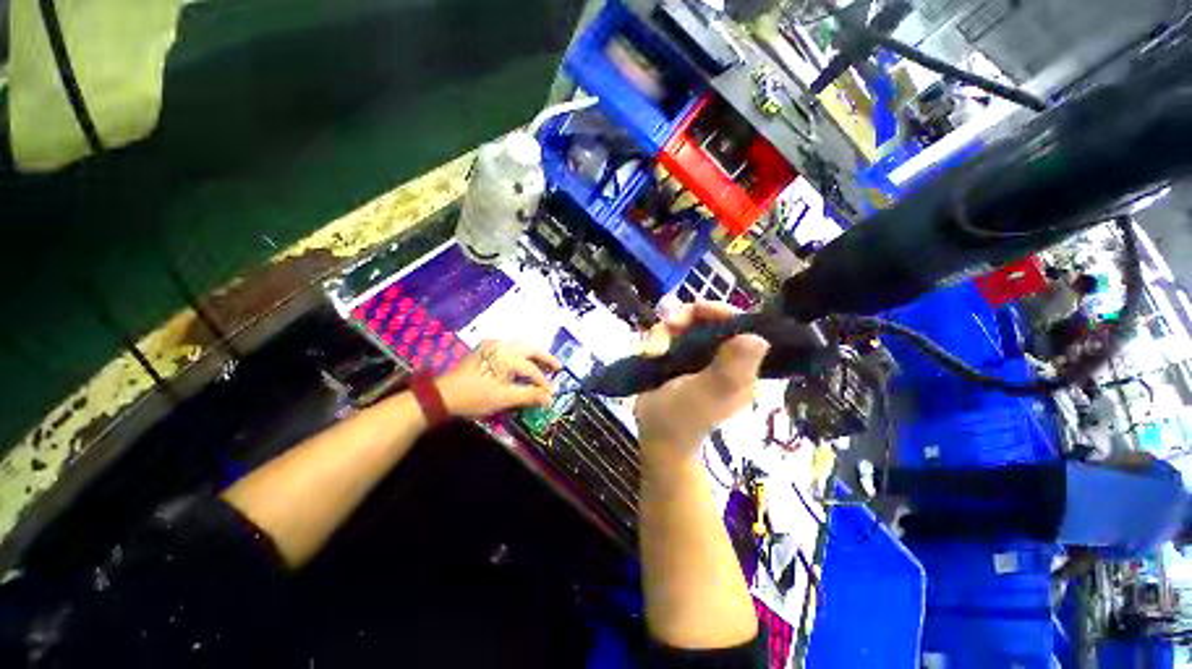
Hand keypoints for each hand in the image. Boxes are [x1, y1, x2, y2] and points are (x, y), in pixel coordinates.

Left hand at [436, 340, 560, 417]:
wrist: (443, 394)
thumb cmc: (475, 397)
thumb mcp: (504, 398)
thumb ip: (530, 396)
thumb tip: (550, 399)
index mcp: (508, 356)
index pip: (533, 369)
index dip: (543, 382)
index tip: (551, 394)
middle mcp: (502, 345)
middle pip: (530, 349)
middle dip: (545, 358)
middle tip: (558, 367)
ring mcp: (492, 345)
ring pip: (520, 345)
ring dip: (534, 354)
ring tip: (544, 365)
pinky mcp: (484, 348)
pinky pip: (509, 346)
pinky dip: (521, 353)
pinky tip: (524, 361)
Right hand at [634, 302, 769, 457]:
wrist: (656, 436)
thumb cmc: (682, 417)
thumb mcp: (709, 392)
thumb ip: (731, 367)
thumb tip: (759, 337)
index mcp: (739, 364)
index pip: (738, 325)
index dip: (719, 311)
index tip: (696, 308)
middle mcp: (721, 356)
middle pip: (706, 319)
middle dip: (683, 320)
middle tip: (667, 326)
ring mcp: (698, 356)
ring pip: (683, 325)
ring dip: (664, 333)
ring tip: (652, 352)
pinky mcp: (677, 358)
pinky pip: (668, 336)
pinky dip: (655, 340)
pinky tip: (648, 353)